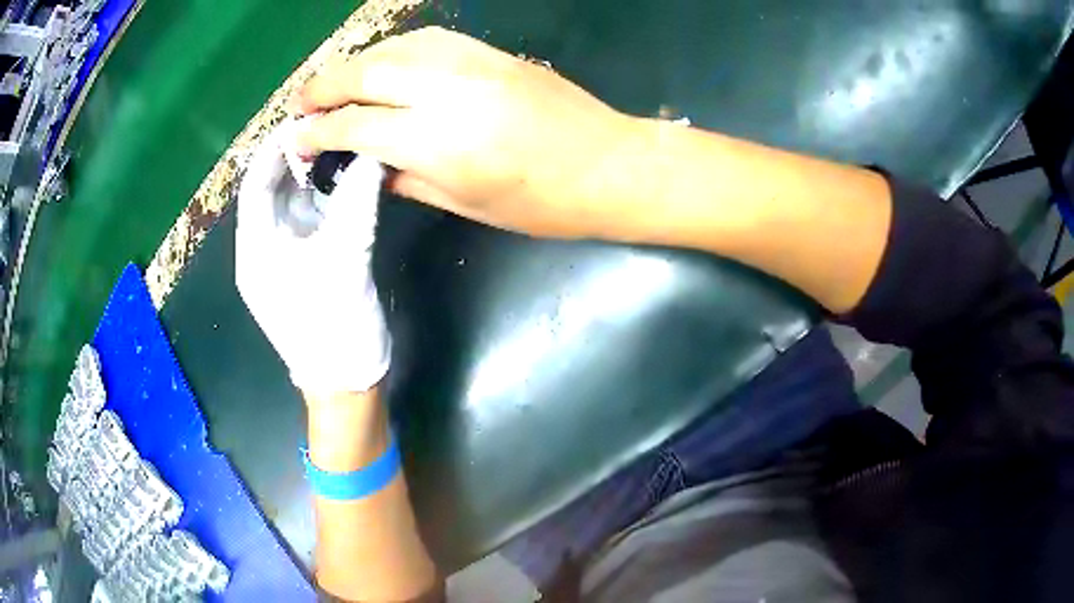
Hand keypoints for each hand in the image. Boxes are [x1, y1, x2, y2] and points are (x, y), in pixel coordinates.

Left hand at [235, 125, 389, 393]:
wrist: (347, 384)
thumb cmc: (334, 328)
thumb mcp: (345, 260)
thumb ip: (357, 202)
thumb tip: (374, 153)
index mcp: (256, 250)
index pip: (254, 185)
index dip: (273, 150)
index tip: (303, 120)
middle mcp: (263, 250)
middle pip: (270, 192)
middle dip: (295, 159)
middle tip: (328, 127)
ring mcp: (284, 260)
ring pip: (291, 206)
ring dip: (312, 178)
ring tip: (340, 147)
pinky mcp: (305, 268)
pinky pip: (309, 223)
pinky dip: (325, 200)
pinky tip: (347, 183)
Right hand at [296, 27, 640, 238]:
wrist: (611, 165)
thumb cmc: (542, 203)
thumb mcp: (466, 204)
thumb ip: (407, 179)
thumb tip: (367, 166)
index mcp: (438, 142)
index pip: (355, 127)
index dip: (317, 133)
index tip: (295, 140)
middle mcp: (447, 91)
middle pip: (365, 74)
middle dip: (323, 87)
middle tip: (301, 105)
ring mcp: (472, 63)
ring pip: (393, 49)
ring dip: (354, 64)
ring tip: (334, 85)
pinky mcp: (491, 51)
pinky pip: (427, 41)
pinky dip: (393, 51)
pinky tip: (383, 65)